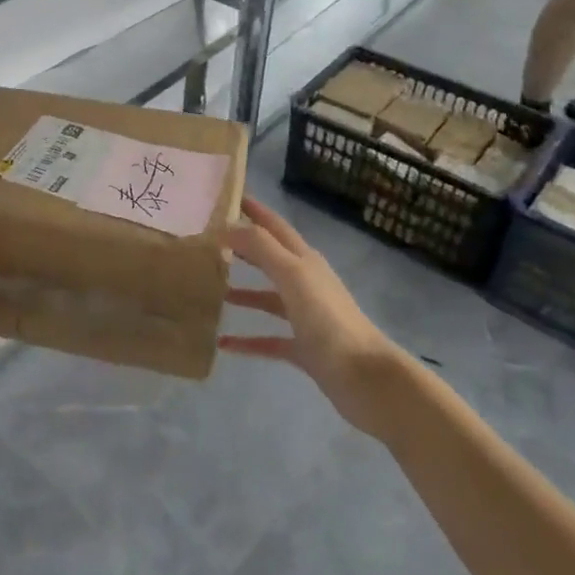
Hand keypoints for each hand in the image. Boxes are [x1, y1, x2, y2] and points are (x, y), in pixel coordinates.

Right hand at [218, 197, 408, 436]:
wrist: (365, 377)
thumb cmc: (328, 319)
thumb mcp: (293, 274)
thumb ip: (261, 247)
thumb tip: (226, 226)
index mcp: (305, 261)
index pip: (274, 226)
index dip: (254, 210)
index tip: (227, 197)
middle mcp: (305, 284)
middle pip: (270, 258)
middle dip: (243, 247)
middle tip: (209, 240)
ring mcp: (305, 317)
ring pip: (267, 298)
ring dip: (242, 292)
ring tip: (211, 289)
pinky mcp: (304, 348)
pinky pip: (268, 339)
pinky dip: (247, 340)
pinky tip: (223, 343)